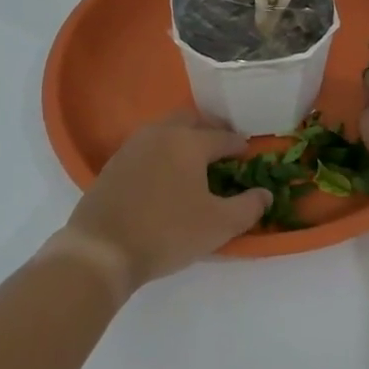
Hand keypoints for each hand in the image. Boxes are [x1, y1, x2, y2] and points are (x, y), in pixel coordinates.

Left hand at [57, 112, 269, 293]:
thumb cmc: (167, 232)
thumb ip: (248, 207)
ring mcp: (134, 145)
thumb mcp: (218, 225)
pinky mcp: (115, 162)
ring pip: (166, 129)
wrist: (103, 248)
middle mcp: (162, 133)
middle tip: (222, 148)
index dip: (238, 145)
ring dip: (184, 137)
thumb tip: (265, 194)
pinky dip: (162, 151)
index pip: (223, 137)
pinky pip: (147, 145)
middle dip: (210, 130)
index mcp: (190, 142)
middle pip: (192, 120)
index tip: (247, 155)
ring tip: (194, 160)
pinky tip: (165, 173)